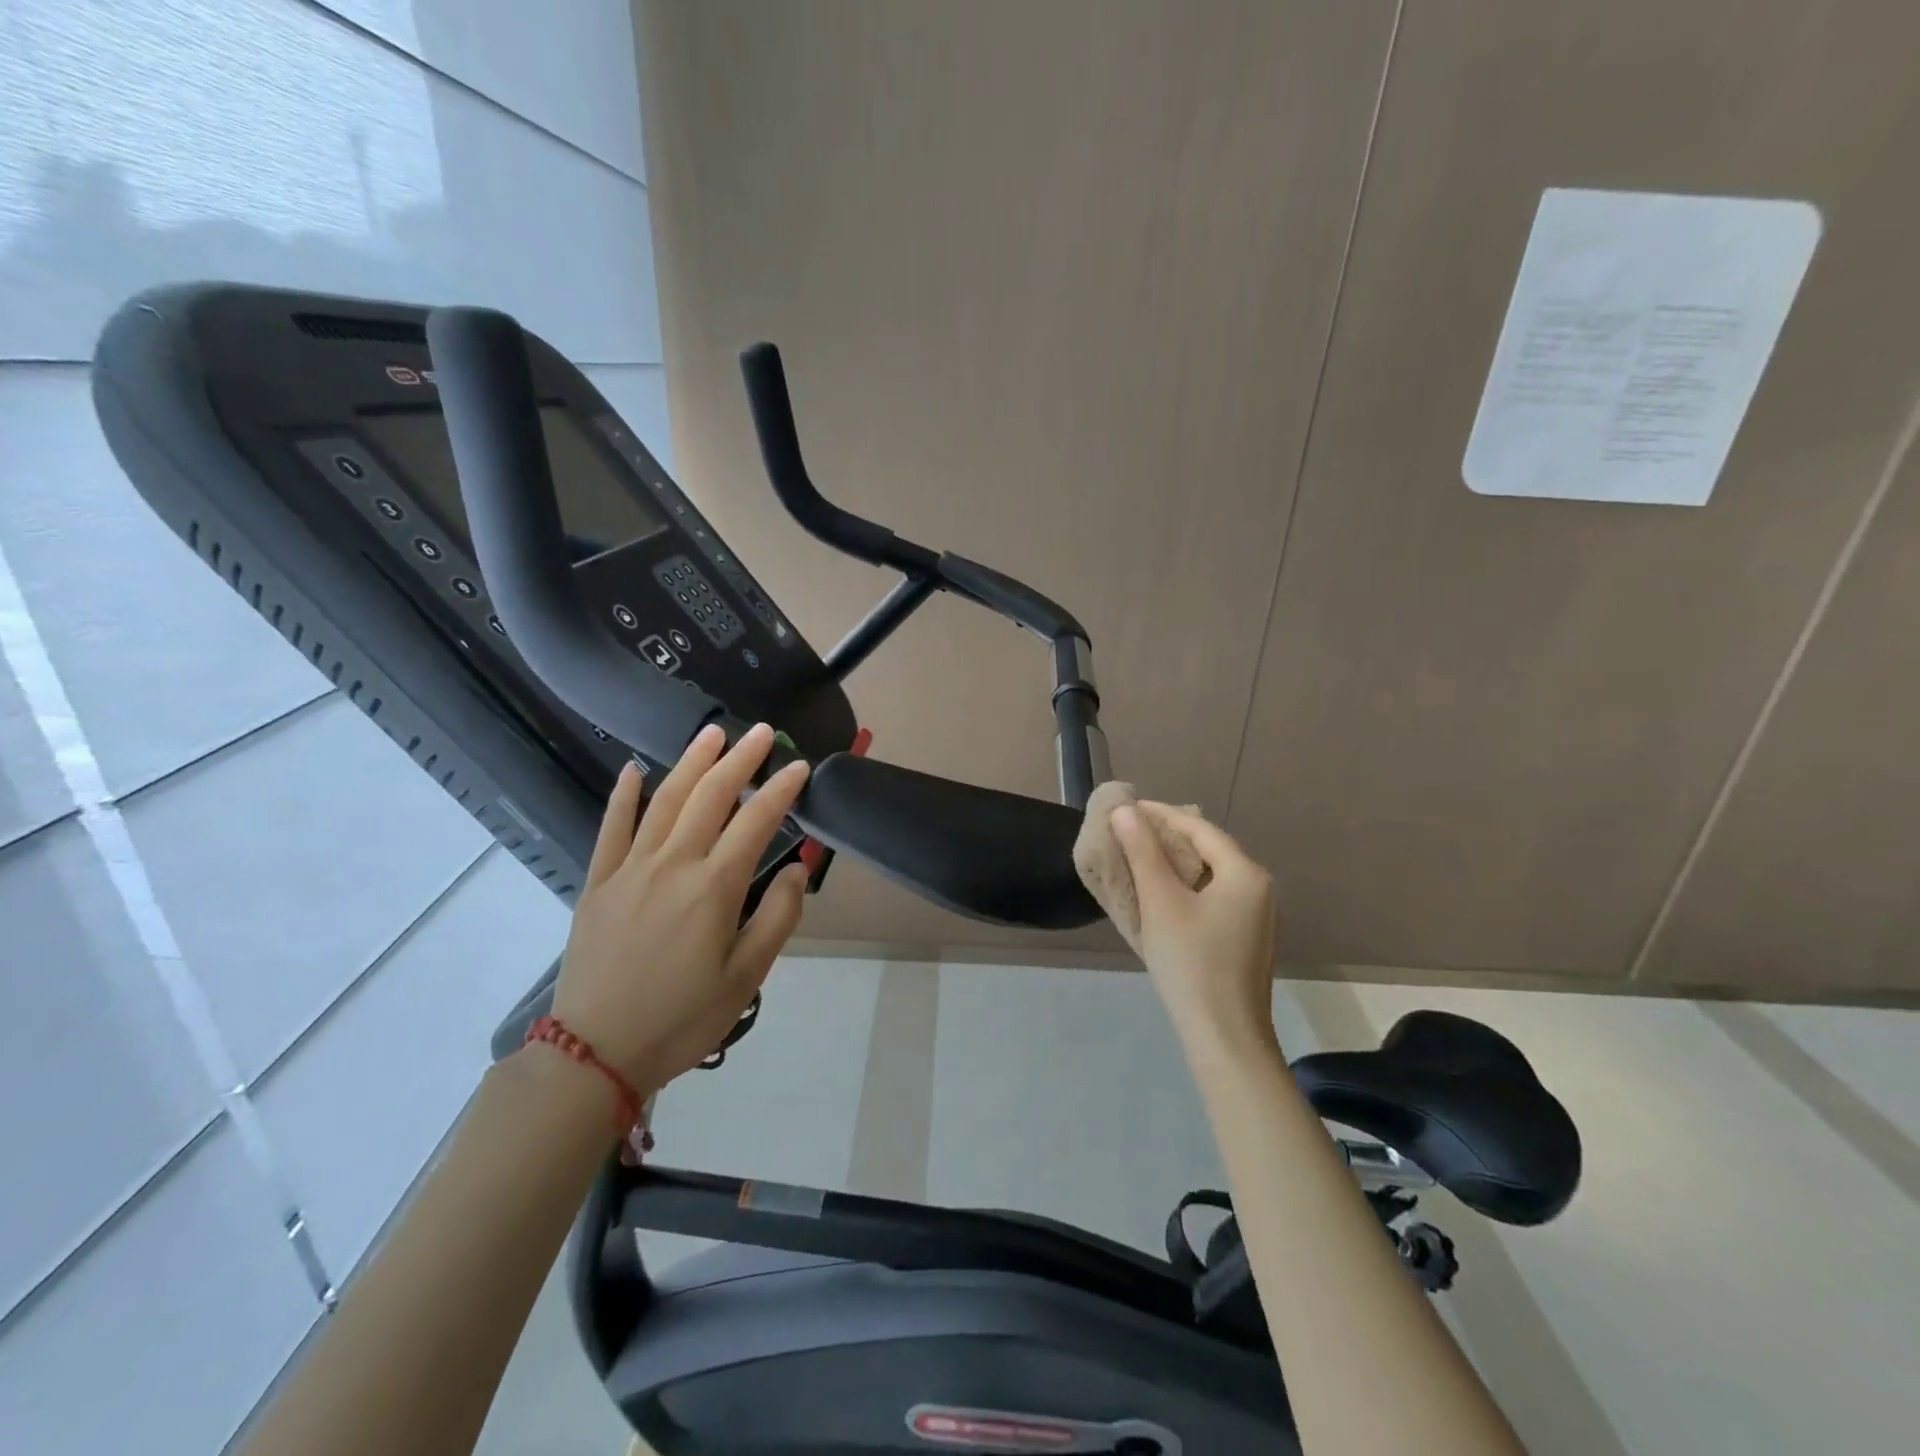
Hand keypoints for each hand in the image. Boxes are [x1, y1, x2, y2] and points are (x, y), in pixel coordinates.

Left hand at [551, 722, 810, 1093]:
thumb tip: (798, 870)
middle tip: (762, 732)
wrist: (596, 1052)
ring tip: (712, 733)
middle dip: (740, 759)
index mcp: (713, 888)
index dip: (780, 790)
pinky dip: (624, 795)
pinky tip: (634, 769)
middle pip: (710, 796)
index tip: (800, 766)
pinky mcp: (599, 882)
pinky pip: (612, 828)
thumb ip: (777, 918)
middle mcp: (673, 864)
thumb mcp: (746, 978)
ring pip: (665, 800)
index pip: (756, 822)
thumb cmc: (682, 1017)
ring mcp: (630, 869)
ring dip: (691, 762)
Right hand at [1110, 803, 1280, 1056]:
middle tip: (1129, 832)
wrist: (1225, 1037)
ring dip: (1175, 863)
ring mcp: (1257, 916)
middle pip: (1208, 848)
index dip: (1160, 814)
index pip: (1198, 828)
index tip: (1126, 808)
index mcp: (1245, 873)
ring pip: (1211, 874)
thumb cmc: (1191, 963)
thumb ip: (1143, 852)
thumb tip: (1125, 811)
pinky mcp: (1247, 938)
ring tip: (1139, 858)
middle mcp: (1259, 888)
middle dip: (1168, 837)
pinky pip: (1214, 897)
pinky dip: (1186, 888)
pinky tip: (1162, 896)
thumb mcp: (1161, 902)